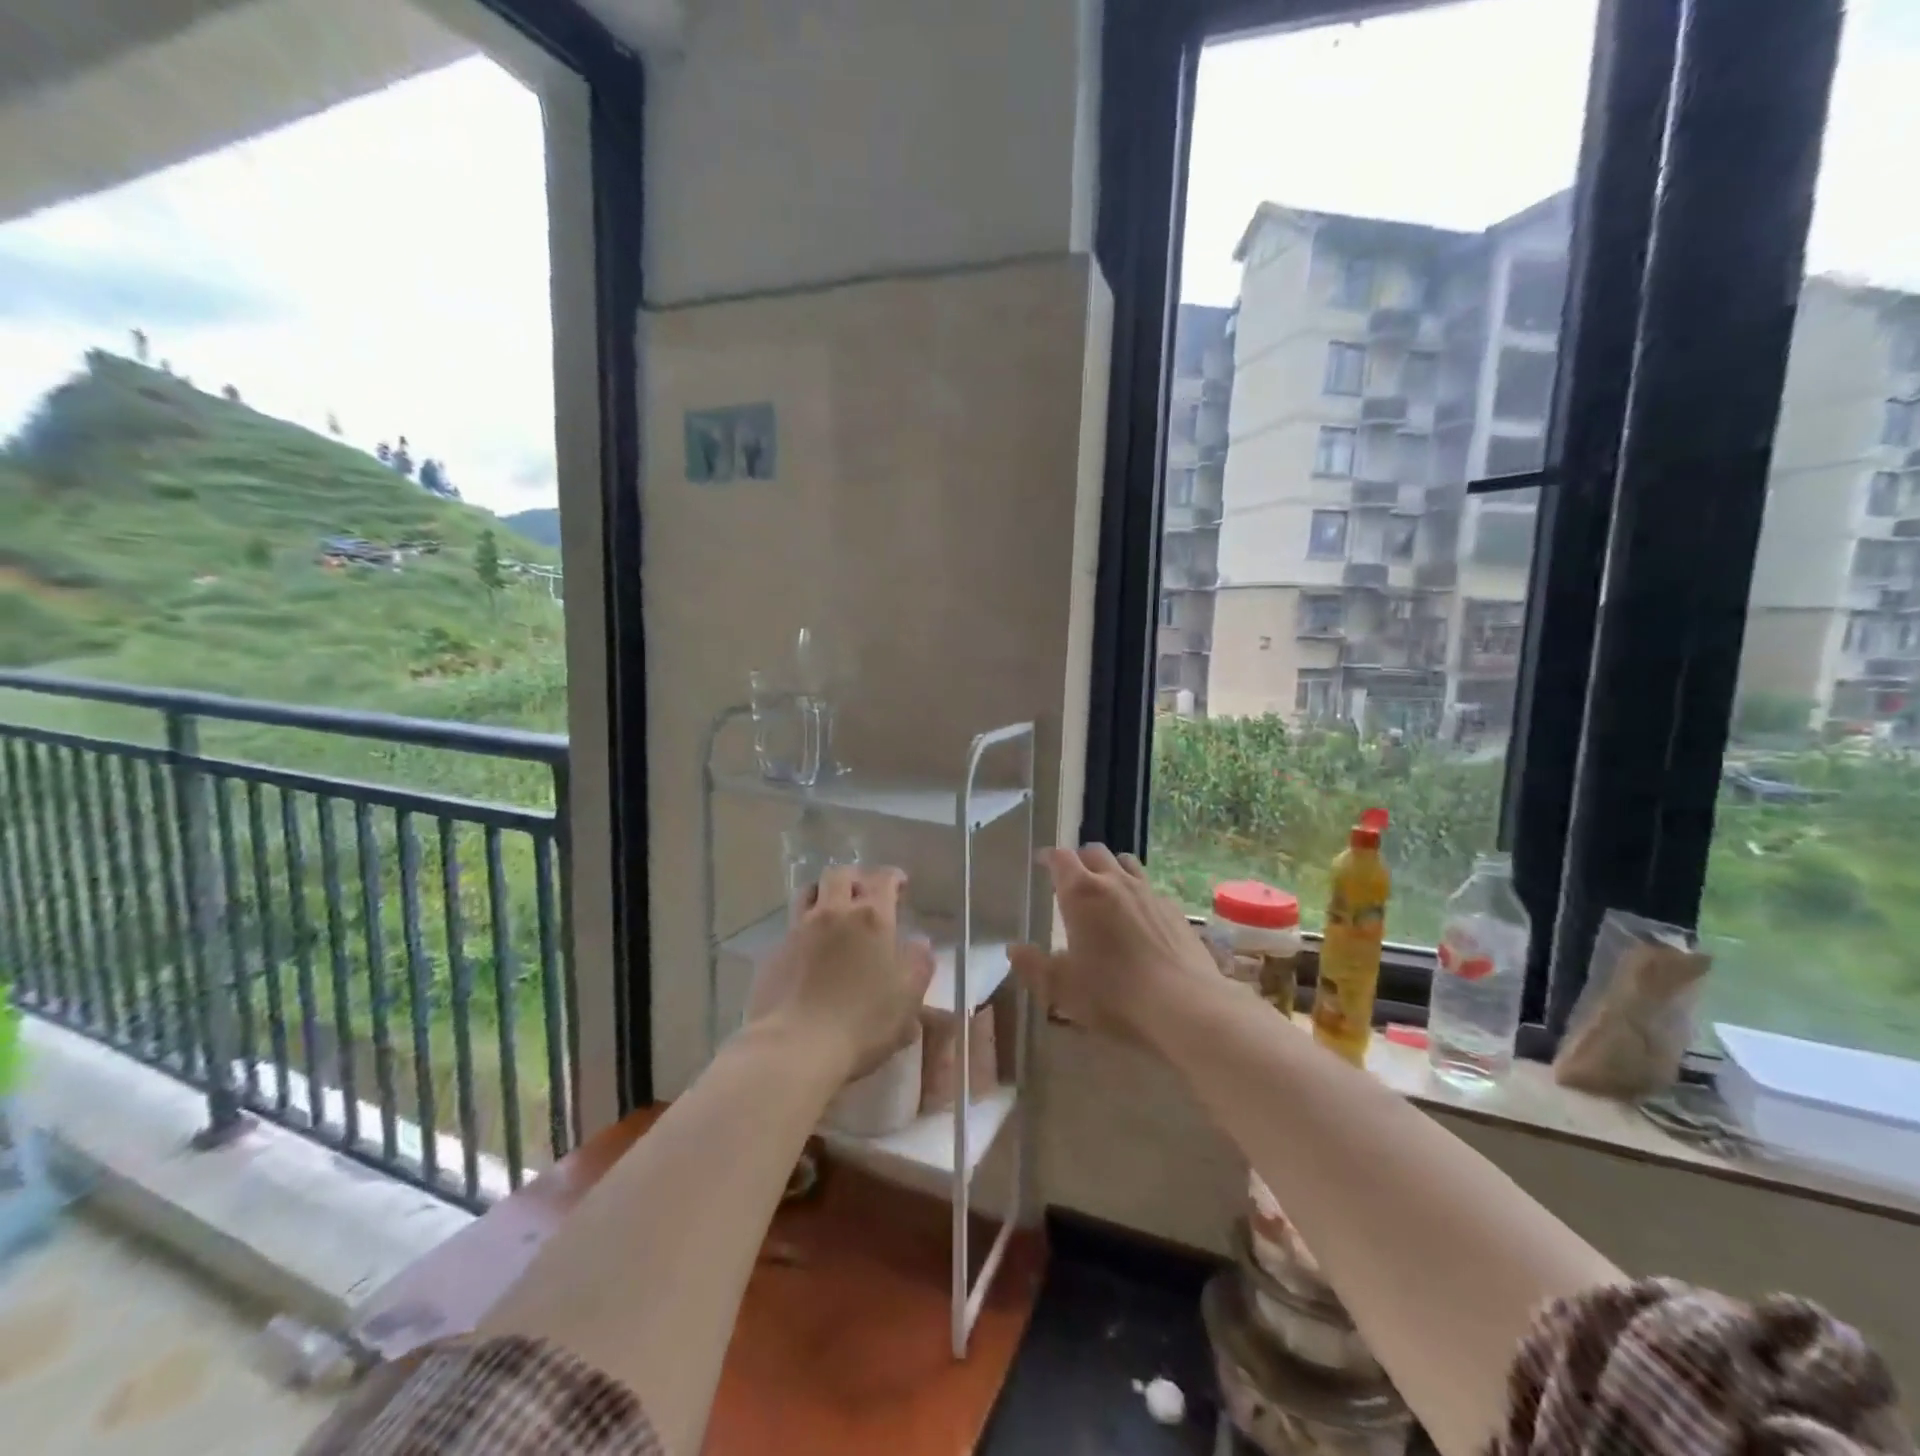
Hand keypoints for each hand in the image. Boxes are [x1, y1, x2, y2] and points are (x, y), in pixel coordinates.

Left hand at [747, 865, 933, 1080]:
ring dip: (823, 893)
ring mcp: (799, 930)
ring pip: (809, 892)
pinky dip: (804, 929)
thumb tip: (920, 942)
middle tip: (864, 894)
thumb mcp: (908, 997)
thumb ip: (919, 964)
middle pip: (839, 875)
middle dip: (855, 878)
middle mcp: (833, 913)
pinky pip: (792, 927)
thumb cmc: (862, 1022)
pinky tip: (810, 951)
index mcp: (871, 918)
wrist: (796, 1046)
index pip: (882, 879)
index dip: (893, 877)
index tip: (899, 885)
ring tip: (833, 910)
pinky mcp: (774, 952)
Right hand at [1009, 845, 1220, 1044]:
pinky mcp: (1174, 910)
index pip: (1061, 858)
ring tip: (1105, 888)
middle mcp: (1115, 882)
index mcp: (1081, 893)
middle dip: (1079, 859)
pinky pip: (1150, 888)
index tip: (1041, 862)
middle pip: (1094, 852)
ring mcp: (1149, 893)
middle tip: (1070, 877)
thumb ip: (1032, 966)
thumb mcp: (1060, 988)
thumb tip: (1013, 949)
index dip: (1049, 857)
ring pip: (1126, 863)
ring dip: (1111, 868)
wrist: (1185, 1006)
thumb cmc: (1113, 994)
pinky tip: (1138, 917)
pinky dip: (1137, 893)